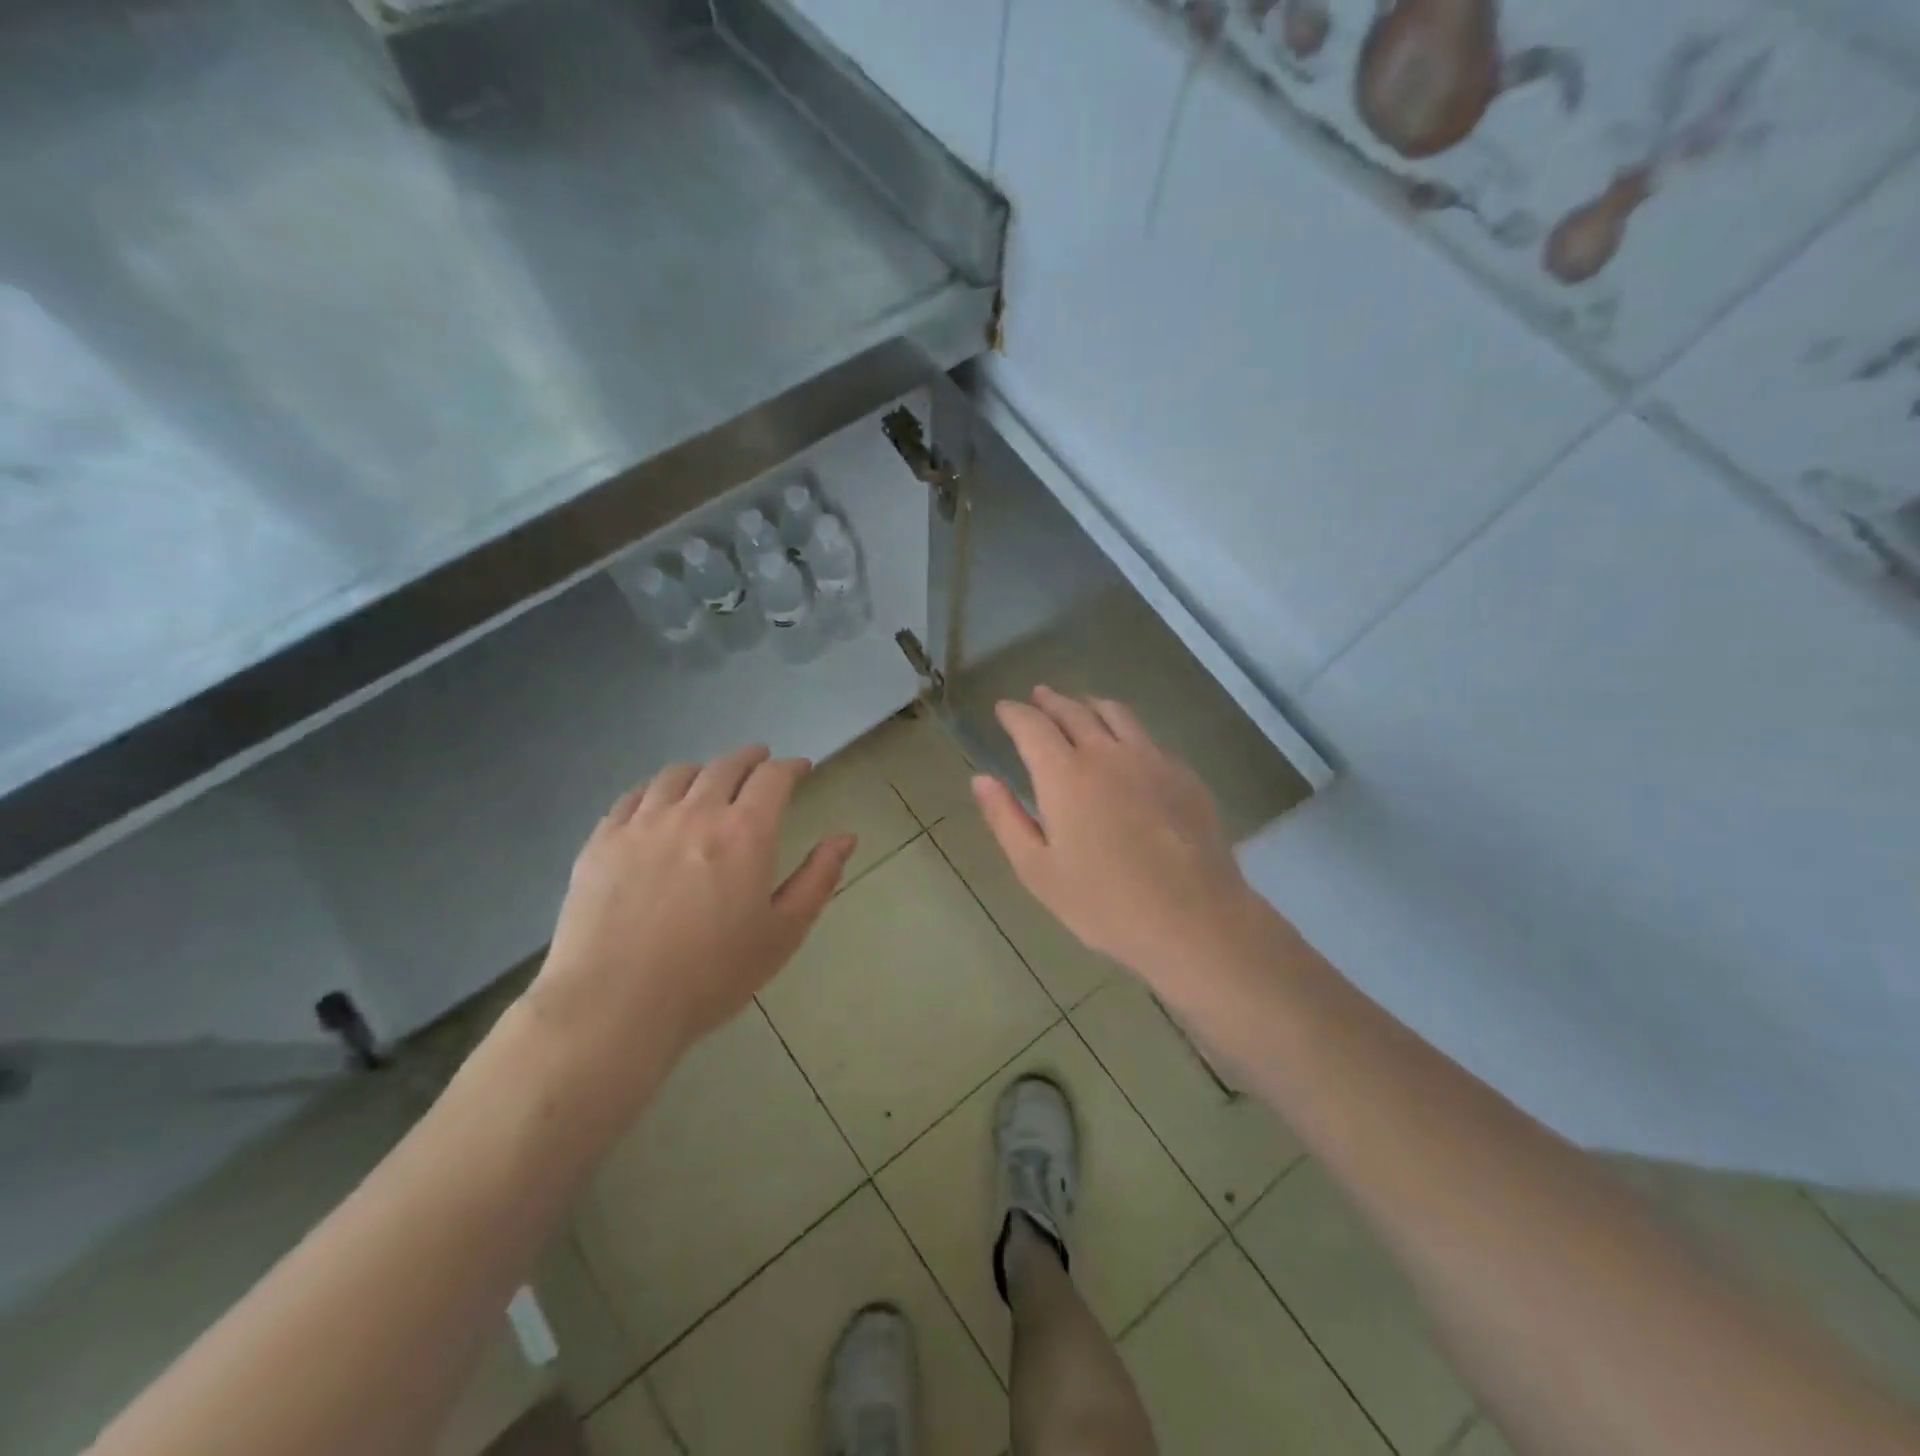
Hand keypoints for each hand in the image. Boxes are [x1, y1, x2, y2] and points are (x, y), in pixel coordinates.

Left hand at [526, 746, 854, 1096]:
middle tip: (760, 761)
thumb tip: (845, 837)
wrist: (614, 1005)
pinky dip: (656, 787)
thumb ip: (818, 879)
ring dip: (704, 769)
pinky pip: (633, 796)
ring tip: (710, 777)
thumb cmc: (711, 975)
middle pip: (726, 766)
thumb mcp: (783, 933)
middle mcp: (696, 813)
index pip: (773, 778)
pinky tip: (658, 799)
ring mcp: (643, 823)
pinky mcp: (602, 840)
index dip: (791, 767)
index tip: (801, 769)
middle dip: (750, 759)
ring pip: (678, 774)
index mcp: (746, 832)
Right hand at [972, 687, 1260, 987]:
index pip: (1032, 725)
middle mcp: (1107, 753)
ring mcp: (1151, 759)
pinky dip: (1125, 729)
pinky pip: (1147, 736)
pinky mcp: (1183, 774)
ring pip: (1116, 714)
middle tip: (1037, 697)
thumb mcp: (1038, 871)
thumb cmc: (1104, 903)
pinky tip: (1126, 746)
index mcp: (1065, 775)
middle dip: (1050, 701)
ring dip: (1089, 705)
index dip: (1014, 713)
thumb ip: (1006, 819)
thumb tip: (981, 779)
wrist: (1194, 919)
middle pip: (1074, 710)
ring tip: (1080, 706)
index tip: (1003, 709)